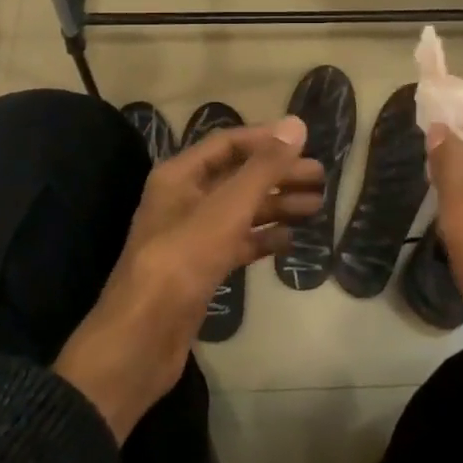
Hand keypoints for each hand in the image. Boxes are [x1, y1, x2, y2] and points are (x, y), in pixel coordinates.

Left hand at [55, 117, 322, 440]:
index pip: (228, 144)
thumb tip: (297, 124)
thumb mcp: (227, 208)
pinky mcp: (200, 270)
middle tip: (320, 177)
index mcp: (180, 175)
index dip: (266, 140)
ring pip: (240, 211)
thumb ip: (264, 167)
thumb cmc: (183, 260)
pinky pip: (237, 243)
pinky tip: (290, 241)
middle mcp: (184, 199)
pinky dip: (262, 239)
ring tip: (316, 205)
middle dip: (278, 174)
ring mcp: (192, 236)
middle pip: (238, 177)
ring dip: (276, 205)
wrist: (142, 338)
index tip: (305, 143)